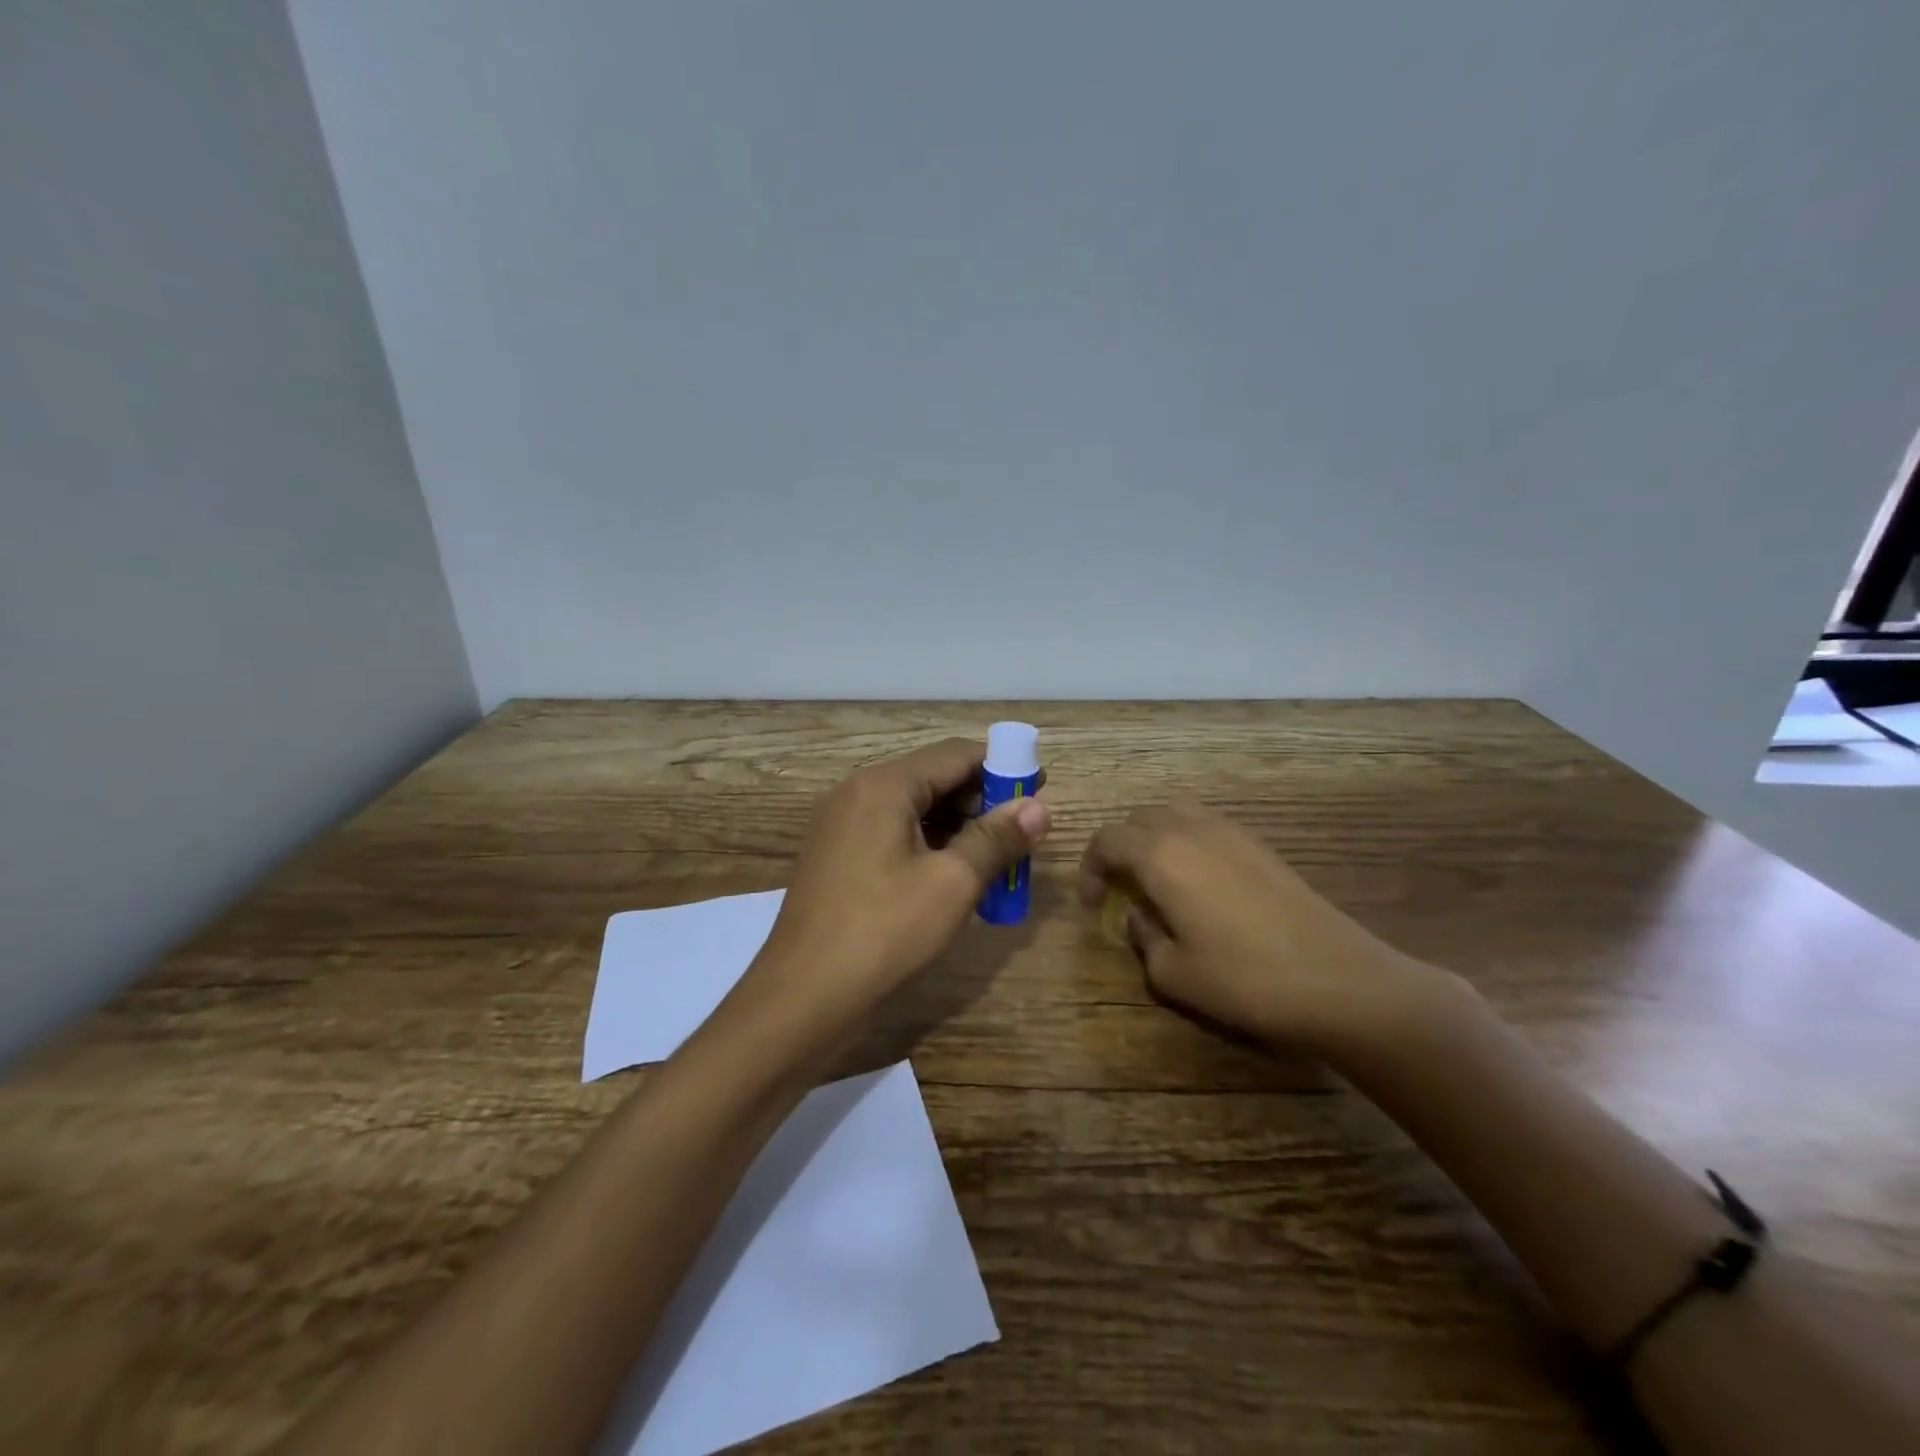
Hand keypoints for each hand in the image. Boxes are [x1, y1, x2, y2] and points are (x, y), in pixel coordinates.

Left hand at [741, 738, 1051, 1048]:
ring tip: (995, 858)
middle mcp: (857, 793)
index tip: (1039, 787)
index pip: (955, 755)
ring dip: (956, 827)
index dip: (1002, 767)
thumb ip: (997, 839)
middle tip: (1021, 832)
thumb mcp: (952, 883)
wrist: (802, 997)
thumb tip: (1039, 807)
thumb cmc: (884, 931)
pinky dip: (927, 845)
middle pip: (932, 779)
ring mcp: (840, 826)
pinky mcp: (836, 857)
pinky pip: (891, 834)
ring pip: (912, 809)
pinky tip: (954, 875)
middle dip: (980, 801)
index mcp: (883, 785)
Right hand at [1078, 796, 1449, 1058]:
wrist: (1339, 979)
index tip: (1093, 903)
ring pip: (1174, 812)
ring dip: (1153, 836)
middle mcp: (1190, 829)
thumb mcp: (1174, 974)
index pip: (1107, 840)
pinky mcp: (1259, 843)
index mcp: (1160, 856)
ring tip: (1156, 876)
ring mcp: (1230, 831)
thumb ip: (1142, 938)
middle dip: (1119, 848)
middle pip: (1138, 818)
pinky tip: (1199, 879)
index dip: (1089, 867)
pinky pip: (1206, 823)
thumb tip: (1137, 917)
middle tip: (1121, 888)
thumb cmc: (1245, 980)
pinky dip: (1186, 838)